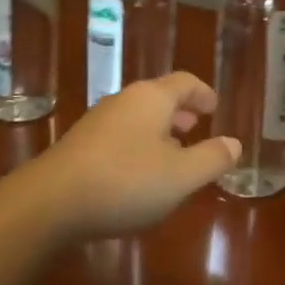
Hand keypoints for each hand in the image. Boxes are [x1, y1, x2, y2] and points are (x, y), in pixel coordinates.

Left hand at [33, 73, 239, 238]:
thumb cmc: (125, 182)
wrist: (50, 202)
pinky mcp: (80, 145)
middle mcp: (124, 101)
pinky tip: (139, 174)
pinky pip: (120, 135)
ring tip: (173, 154)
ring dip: (159, 131)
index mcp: (152, 98)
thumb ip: (212, 158)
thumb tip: (234, 143)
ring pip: (138, 117)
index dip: (203, 93)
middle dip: (180, 112)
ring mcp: (97, 121)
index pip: (185, 82)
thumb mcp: (181, 176)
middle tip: (196, 127)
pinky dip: (138, 145)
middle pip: (159, 98)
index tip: (215, 107)